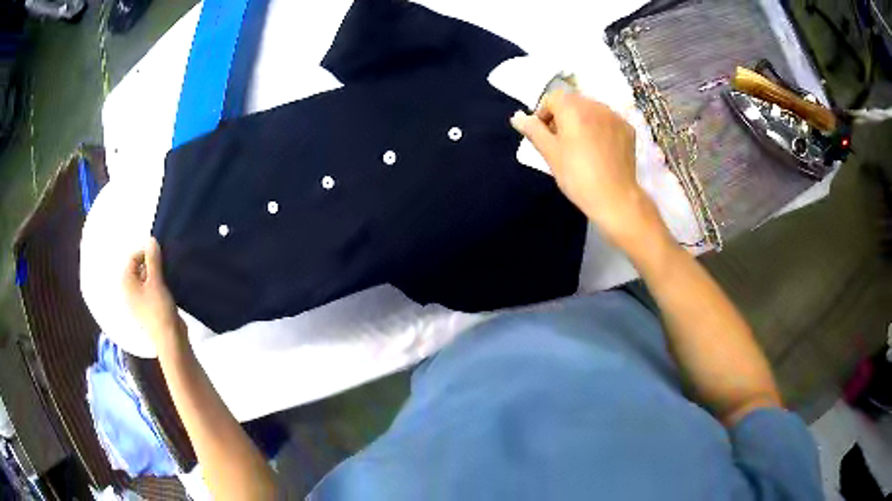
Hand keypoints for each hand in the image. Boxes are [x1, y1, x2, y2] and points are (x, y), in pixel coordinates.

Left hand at [123, 238, 185, 353]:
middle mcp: (128, 291)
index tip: (161, 257)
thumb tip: (150, 239)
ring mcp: (137, 301)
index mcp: (126, 282)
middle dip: (151, 264)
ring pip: (145, 279)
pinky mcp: (147, 309)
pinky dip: (157, 286)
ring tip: (168, 277)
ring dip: (156, 275)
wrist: (169, 340)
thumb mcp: (156, 281)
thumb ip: (153, 259)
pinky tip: (167, 289)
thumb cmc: (158, 308)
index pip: (133, 257)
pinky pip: (150, 290)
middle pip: (138, 268)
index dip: (147, 253)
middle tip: (165, 266)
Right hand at [510, 91, 668, 249]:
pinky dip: (600, 129)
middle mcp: (595, 104)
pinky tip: (599, 150)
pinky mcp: (628, 128)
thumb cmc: (577, 176)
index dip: (544, 114)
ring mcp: (614, 116)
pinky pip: (607, 121)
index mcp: (573, 108)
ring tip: (582, 147)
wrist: (615, 198)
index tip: (544, 135)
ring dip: (582, 121)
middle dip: (563, 116)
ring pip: (591, 110)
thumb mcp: (550, 153)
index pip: (552, 98)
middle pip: (573, 102)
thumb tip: (517, 117)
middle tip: (561, 143)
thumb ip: (533, 130)